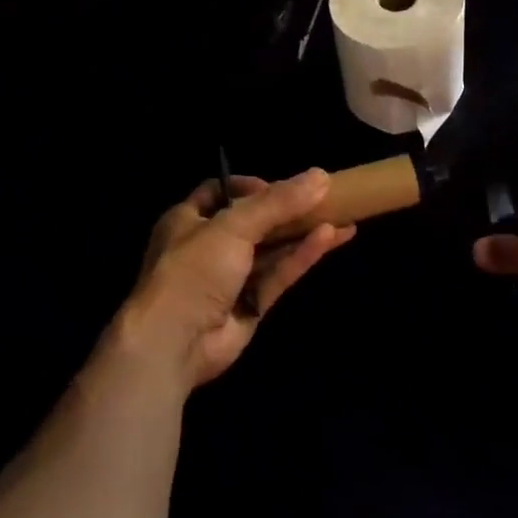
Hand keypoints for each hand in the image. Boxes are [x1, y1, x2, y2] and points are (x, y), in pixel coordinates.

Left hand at [110, 170, 355, 391]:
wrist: (175, 341)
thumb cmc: (194, 270)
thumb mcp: (233, 226)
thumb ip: (278, 202)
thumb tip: (320, 176)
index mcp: (188, 220)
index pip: (220, 193)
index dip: (249, 186)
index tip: (282, 185)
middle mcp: (208, 246)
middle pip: (254, 221)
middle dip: (287, 210)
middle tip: (322, 198)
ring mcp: (231, 278)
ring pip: (273, 249)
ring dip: (304, 232)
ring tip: (343, 215)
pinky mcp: (251, 303)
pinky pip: (280, 274)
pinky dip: (303, 256)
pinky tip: (332, 238)